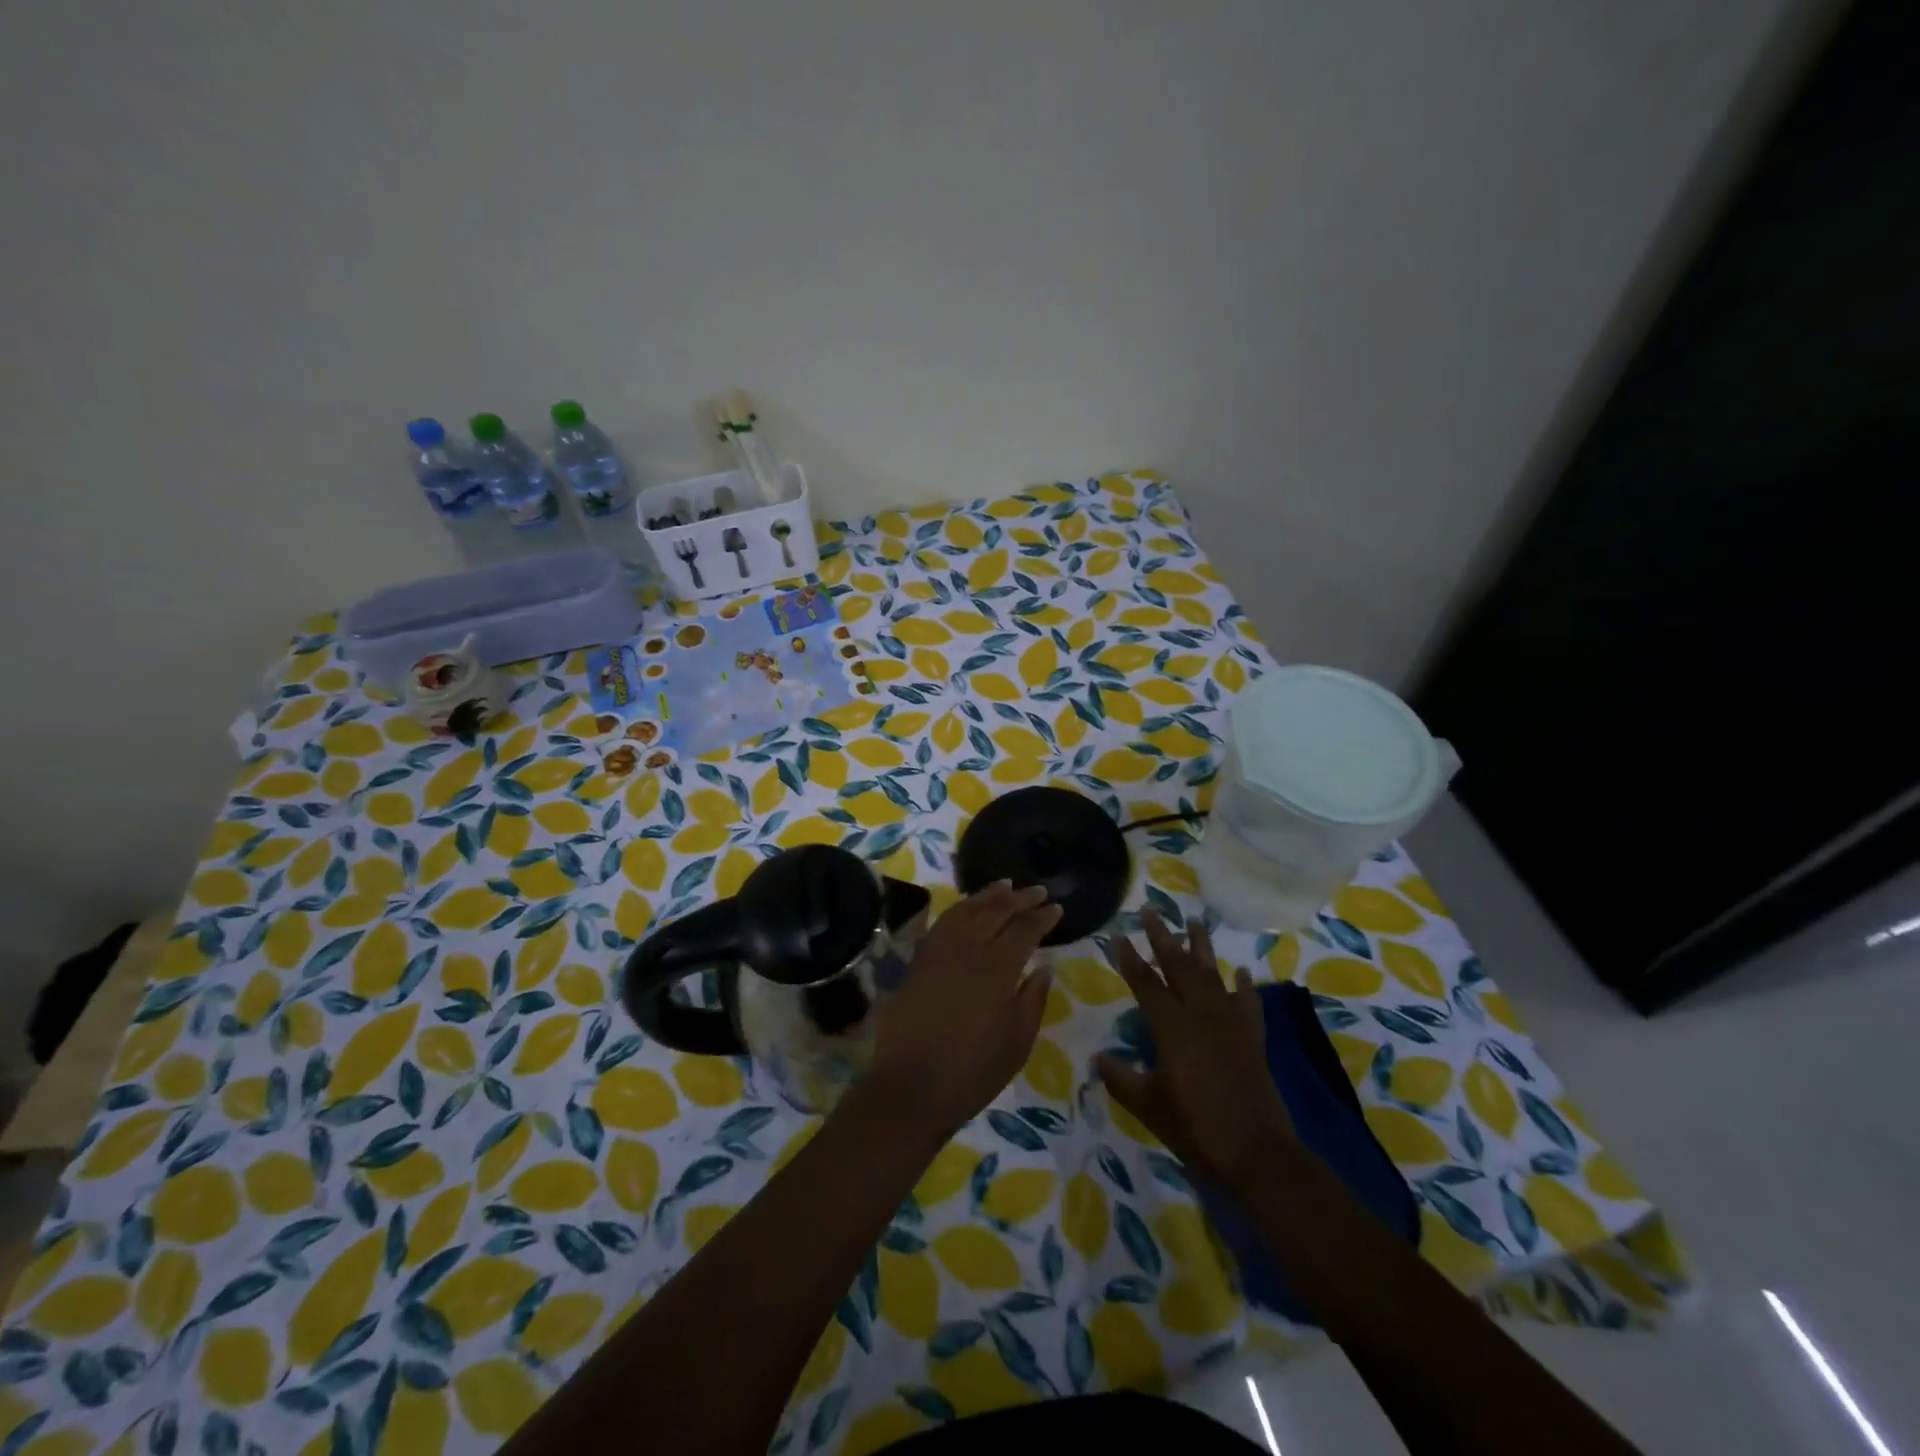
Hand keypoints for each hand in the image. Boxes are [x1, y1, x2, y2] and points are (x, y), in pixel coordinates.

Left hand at [864, 882, 1061, 1140]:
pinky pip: (944, 921)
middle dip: (1021, 898)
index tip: (1057, 908)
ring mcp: (939, 951)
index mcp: (997, 969)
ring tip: (1007, 885)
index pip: (1025, 930)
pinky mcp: (919, 959)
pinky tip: (969, 907)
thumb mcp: (1017, 1043)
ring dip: (990, 894)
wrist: (910, 1086)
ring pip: (968, 909)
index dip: (1043, 917)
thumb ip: (1033, 999)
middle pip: (997, 911)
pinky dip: (961, 907)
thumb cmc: (973, 1072)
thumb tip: (1044, 967)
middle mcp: (968, 949)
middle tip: (1039, 891)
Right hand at [1096, 910, 1295, 1192]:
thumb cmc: (1196, 1129)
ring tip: (1195, 922)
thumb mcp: (1149, 1107)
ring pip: (1213, 976)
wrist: (1258, 1155)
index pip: (1146, 984)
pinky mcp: (1253, 1040)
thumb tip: (1099, 1058)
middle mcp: (1202, 1016)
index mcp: (1173, 1029)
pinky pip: (1249, 1004)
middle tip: (1151, 911)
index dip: (1130, 960)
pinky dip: (1245, 987)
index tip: (1117, 936)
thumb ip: (1121, 1078)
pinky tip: (1242, 973)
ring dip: (1202, 948)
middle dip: (1163, 938)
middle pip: (1179, 968)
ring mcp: (1231, 1025)